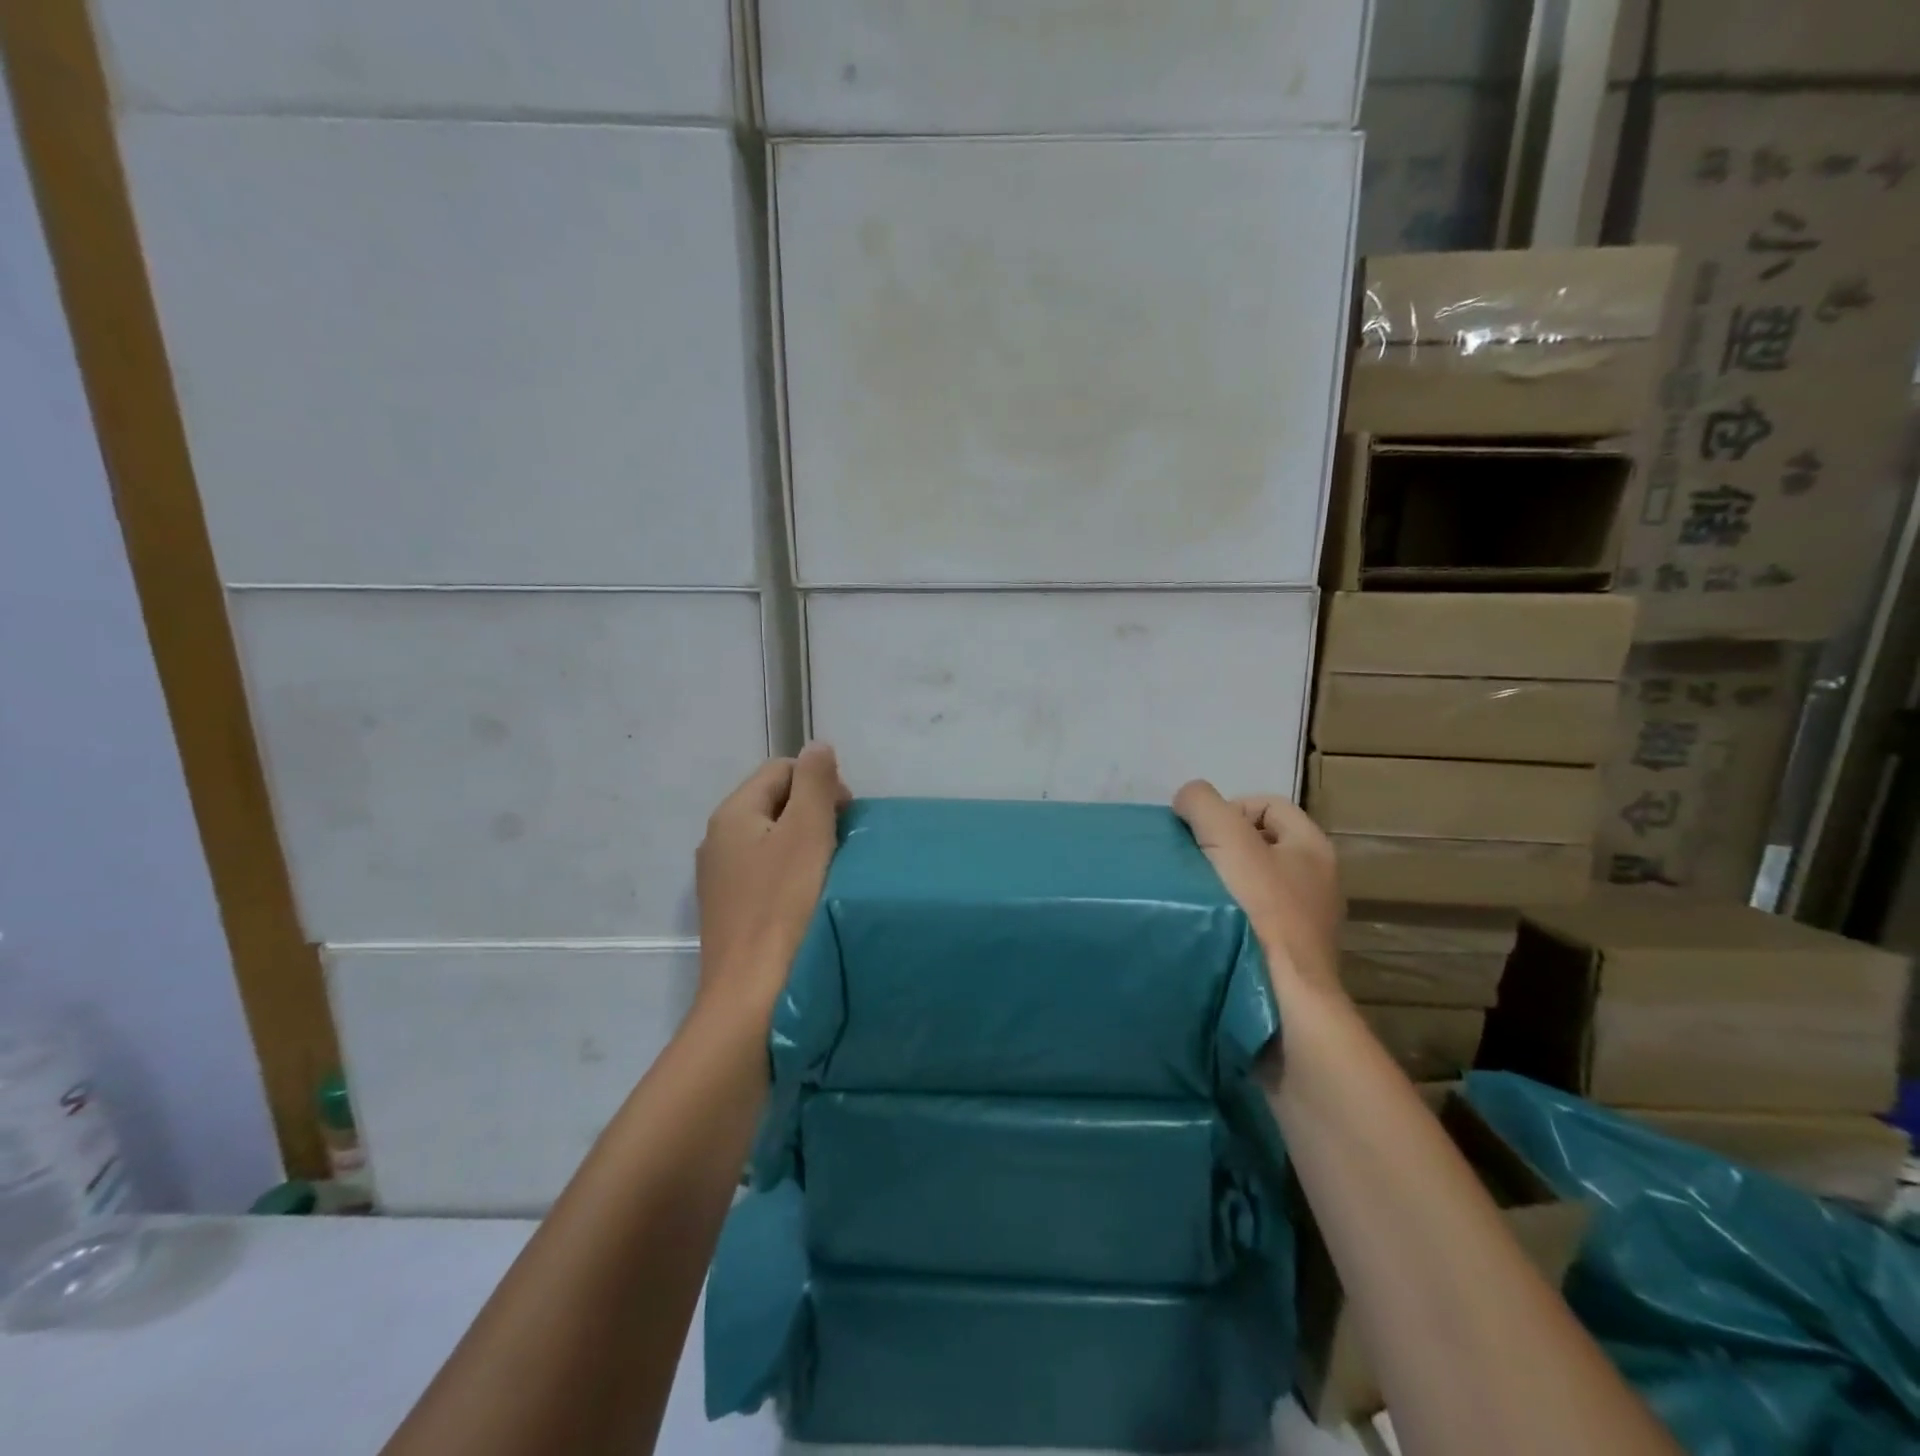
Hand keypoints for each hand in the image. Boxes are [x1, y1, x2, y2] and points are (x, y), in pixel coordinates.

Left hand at [696, 744, 850, 1022]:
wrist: (752, 998)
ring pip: (773, 841)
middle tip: (843, 844)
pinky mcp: (732, 912)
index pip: (781, 770)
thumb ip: (814, 783)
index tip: (847, 815)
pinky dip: (793, 875)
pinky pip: (767, 874)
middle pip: (775, 803)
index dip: (820, 782)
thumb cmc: (784, 906)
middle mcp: (718, 841)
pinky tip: (810, 899)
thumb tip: (817, 747)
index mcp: (732, 814)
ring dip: (807, 845)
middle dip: (814, 812)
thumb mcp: (807, 832)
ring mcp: (721, 879)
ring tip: (832, 872)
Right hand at [1173, 781, 1344, 1003]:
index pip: (1267, 804)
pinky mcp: (1288, 956)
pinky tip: (1206, 927)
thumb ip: (1204, 804)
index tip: (1200, 834)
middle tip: (1192, 862)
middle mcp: (1317, 881)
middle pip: (1259, 844)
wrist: (1281, 1001)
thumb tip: (1188, 801)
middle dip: (1221, 847)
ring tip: (1193, 896)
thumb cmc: (1259, 911)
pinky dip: (1228, 917)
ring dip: (1222, 884)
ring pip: (1254, 884)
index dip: (1229, 808)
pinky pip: (1253, 920)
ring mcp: (1306, 923)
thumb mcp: (1226, 839)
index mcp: (1312, 847)